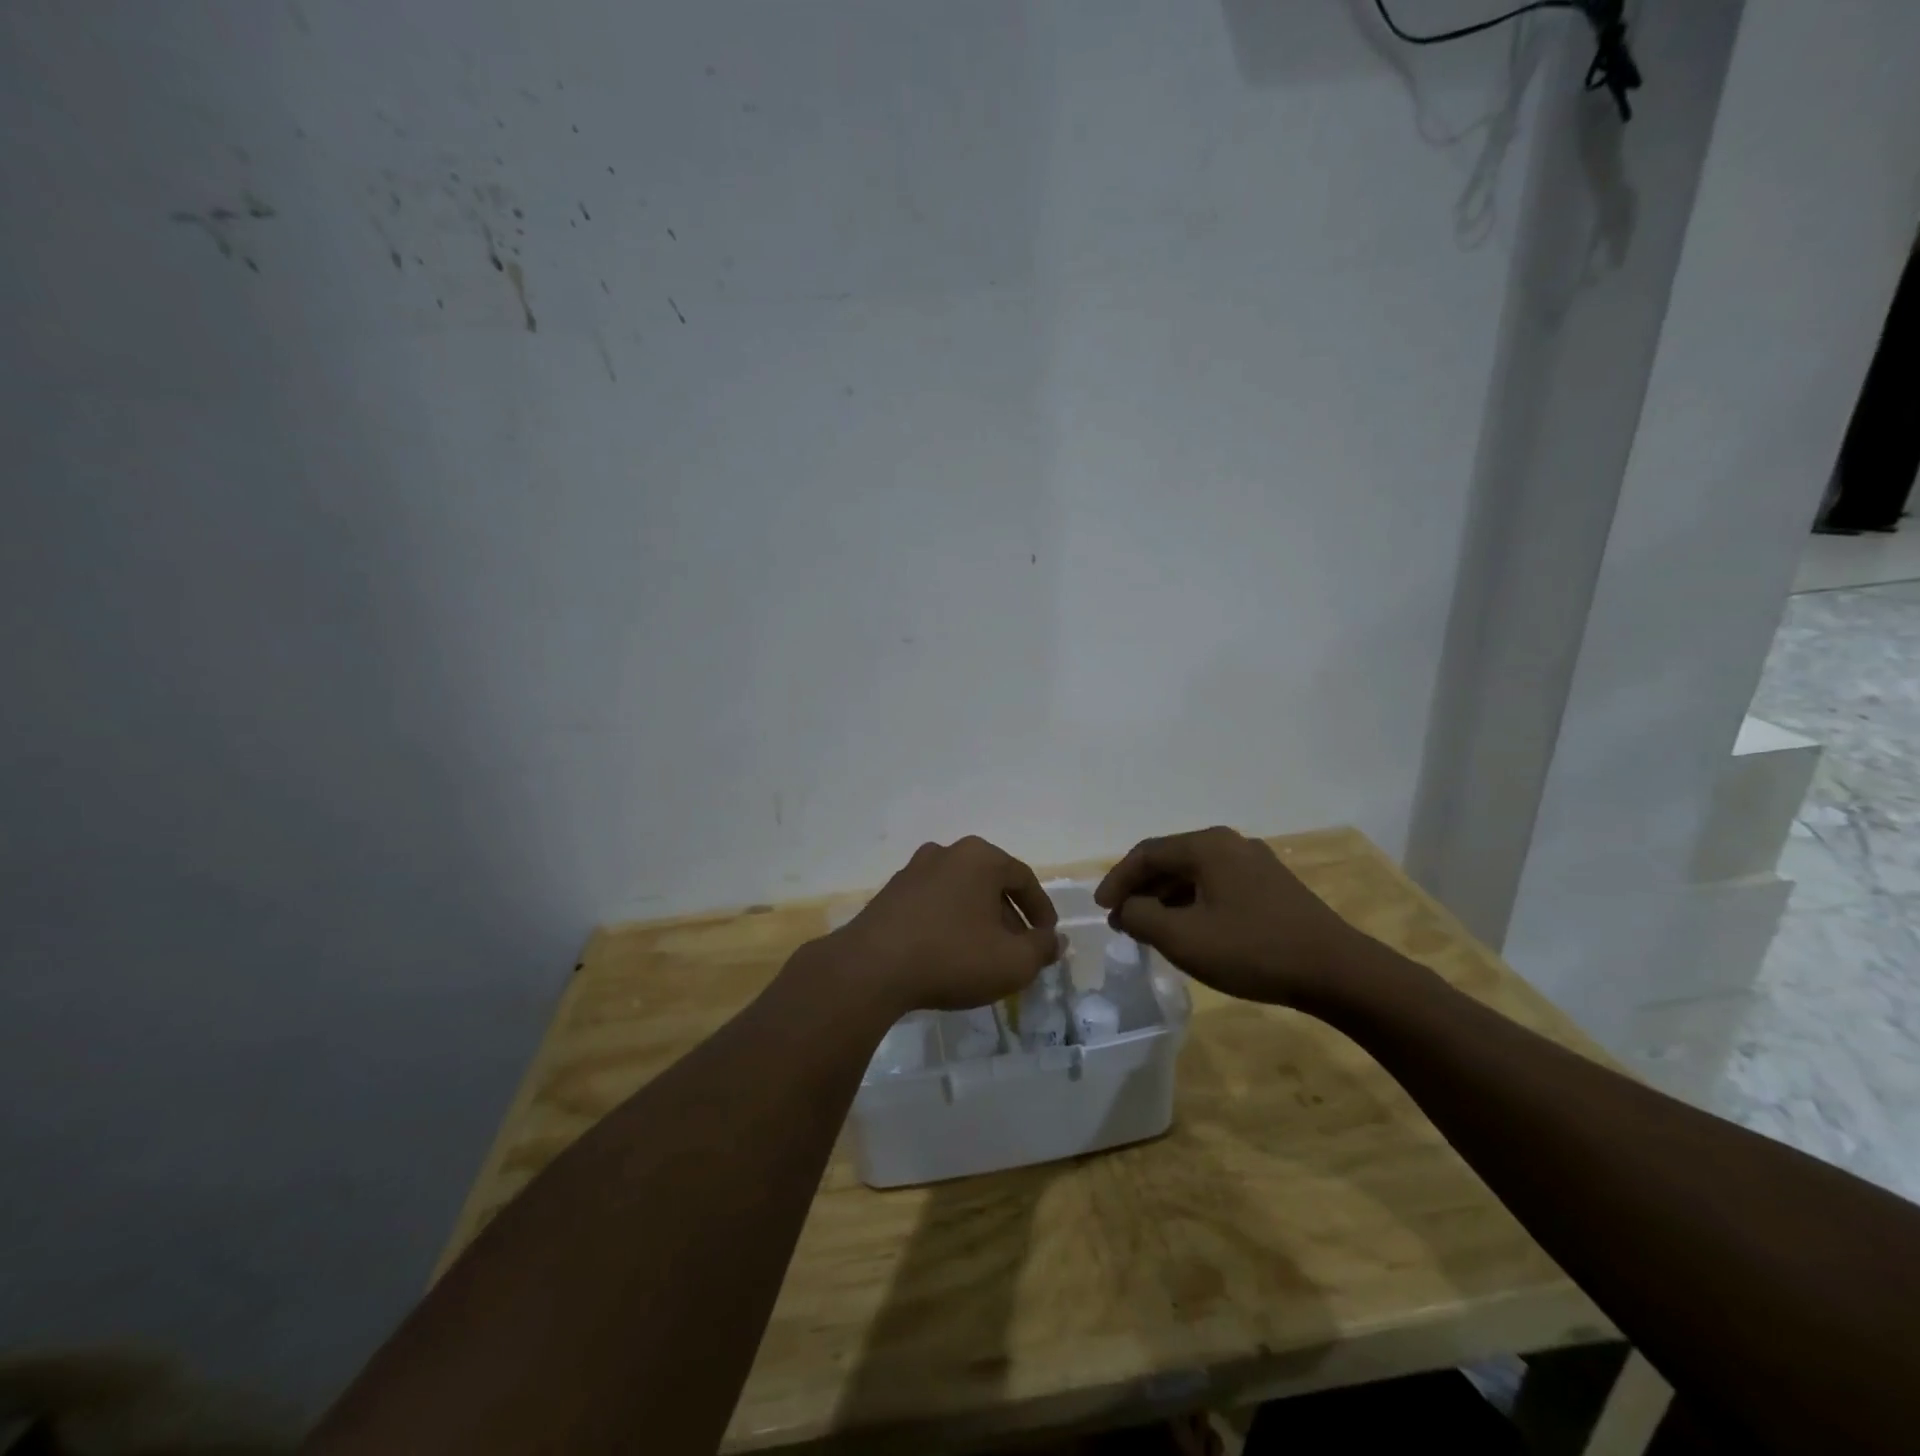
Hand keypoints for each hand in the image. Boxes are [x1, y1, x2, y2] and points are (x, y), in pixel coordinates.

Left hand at [827, 837, 1061, 1015]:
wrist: (872, 968)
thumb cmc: (952, 957)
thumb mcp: (1012, 962)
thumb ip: (1041, 949)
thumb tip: (1054, 940)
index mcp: (980, 857)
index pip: (1023, 878)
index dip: (1041, 910)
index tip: (1047, 938)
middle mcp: (946, 852)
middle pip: (990, 883)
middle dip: (1009, 917)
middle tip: (1018, 950)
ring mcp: (914, 870)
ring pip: (961, 893)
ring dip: (978, 920)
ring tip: (985, 954)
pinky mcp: (890, 893)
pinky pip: (934, 904)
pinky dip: (949, 922)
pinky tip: (949, 953)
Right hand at [1094, 826, 1363, 1006]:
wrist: (1336, 971)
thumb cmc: (1252, 950)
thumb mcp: (1184, 938)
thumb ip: (1142, 917)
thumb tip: (1126, 909)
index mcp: (1207, 846)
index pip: (1146, 854)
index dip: (1117, 880)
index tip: (1101, 909)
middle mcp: (1229, 844)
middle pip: (1170, 860)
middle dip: (1141, 890)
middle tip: (1121, 920)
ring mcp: (1254, 863)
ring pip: (1194, 875)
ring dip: (1166, 899)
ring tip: (1149, 929)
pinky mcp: (1271, 886)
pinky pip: (1217, 886)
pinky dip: (1192, 904)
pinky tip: (1189, 930)